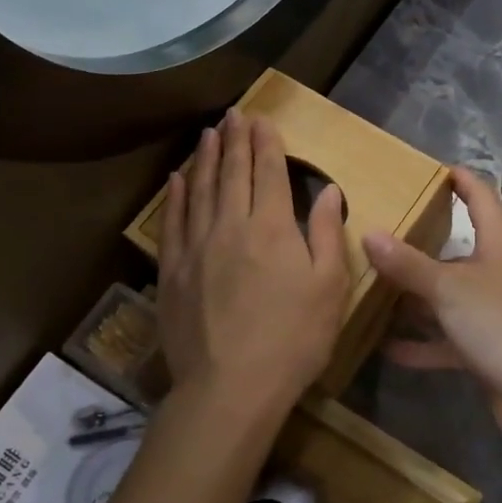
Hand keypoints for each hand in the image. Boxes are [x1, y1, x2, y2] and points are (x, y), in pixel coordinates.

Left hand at [157, 109, 349, 425]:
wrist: (230, 388)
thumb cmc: (293, 339)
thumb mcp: (329, 287)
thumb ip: (325, 232)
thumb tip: (327, 190)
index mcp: (271, 227)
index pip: (267, 172)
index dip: (266, 143)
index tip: (262, 120)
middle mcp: (230, 225)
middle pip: (232, 172)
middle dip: (235, 140)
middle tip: (234, 114)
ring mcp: (196, 247)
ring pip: (200, 189)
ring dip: (206, 158)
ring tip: (209, 133)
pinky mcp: (172, 271)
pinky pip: (173, 222)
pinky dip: (176, 196)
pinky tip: (177, 179)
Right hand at [362, 168, 501, 447]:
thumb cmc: (501, 321)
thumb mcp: (449, 287)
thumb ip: (408, 263)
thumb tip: (369, 233)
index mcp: (497, 242)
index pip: (480, 196)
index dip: (459, 179)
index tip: (430, 169)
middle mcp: (496, 271)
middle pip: (457, 248)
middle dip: (421, 242)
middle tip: (381, 232)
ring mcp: (492, 311)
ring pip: (448, 295)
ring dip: (416, 296)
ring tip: (372, 287)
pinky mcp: (486, 348)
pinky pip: (446, 338)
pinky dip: (421, 343)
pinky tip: (385, 347)